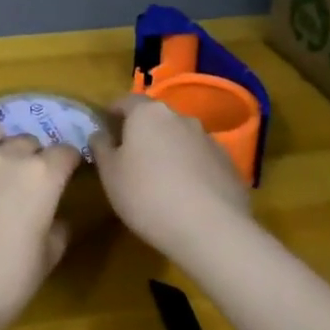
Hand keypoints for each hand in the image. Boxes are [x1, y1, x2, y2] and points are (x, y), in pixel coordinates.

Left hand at [0, 124, 82, 329]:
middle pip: (27, 141)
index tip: (65, 175)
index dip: (67, 163)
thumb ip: (58, 230)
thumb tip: (57, 217)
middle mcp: (6, 156)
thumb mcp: (47, 260)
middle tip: (27, 178)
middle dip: (32, 155)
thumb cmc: (5, 282)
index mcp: (42, 177)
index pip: (64, 153)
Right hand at [89, 94, 252, 265]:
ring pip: (179, 138)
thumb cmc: (147, 195)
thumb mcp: (110, 174)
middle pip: (155, 118)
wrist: (210, 228)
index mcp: (148, 114)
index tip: (104, 128)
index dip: (112, 112)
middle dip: (141, 132)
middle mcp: (180, 117)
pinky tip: (185, 194)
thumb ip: (101, 147)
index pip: (125, 101)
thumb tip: (100, 133)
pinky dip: (190, 168)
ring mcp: (209, 139)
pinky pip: (200, 159)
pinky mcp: (228, 163)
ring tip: (159, 178)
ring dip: (167, 150)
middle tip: (129, 156)